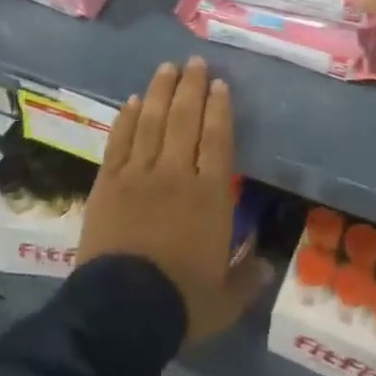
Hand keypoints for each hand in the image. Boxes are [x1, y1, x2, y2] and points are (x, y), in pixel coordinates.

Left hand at [78, 59, 272, 344]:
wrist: (120, 313)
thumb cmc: (181, 302)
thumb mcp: (225, 299)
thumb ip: (248, 278)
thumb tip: (269, 266)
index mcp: (210, 195)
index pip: (217, 138)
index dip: (219, 108)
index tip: (219, 84)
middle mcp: (175, 174)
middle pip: (184, 119)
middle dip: (191, 87)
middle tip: (194, 62)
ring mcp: (138, 175)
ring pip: (151, 122)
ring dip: (159, 91)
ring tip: (166, 67)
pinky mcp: (107, 184)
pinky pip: (119, 142)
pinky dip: (126, 119)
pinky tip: (131, 102)